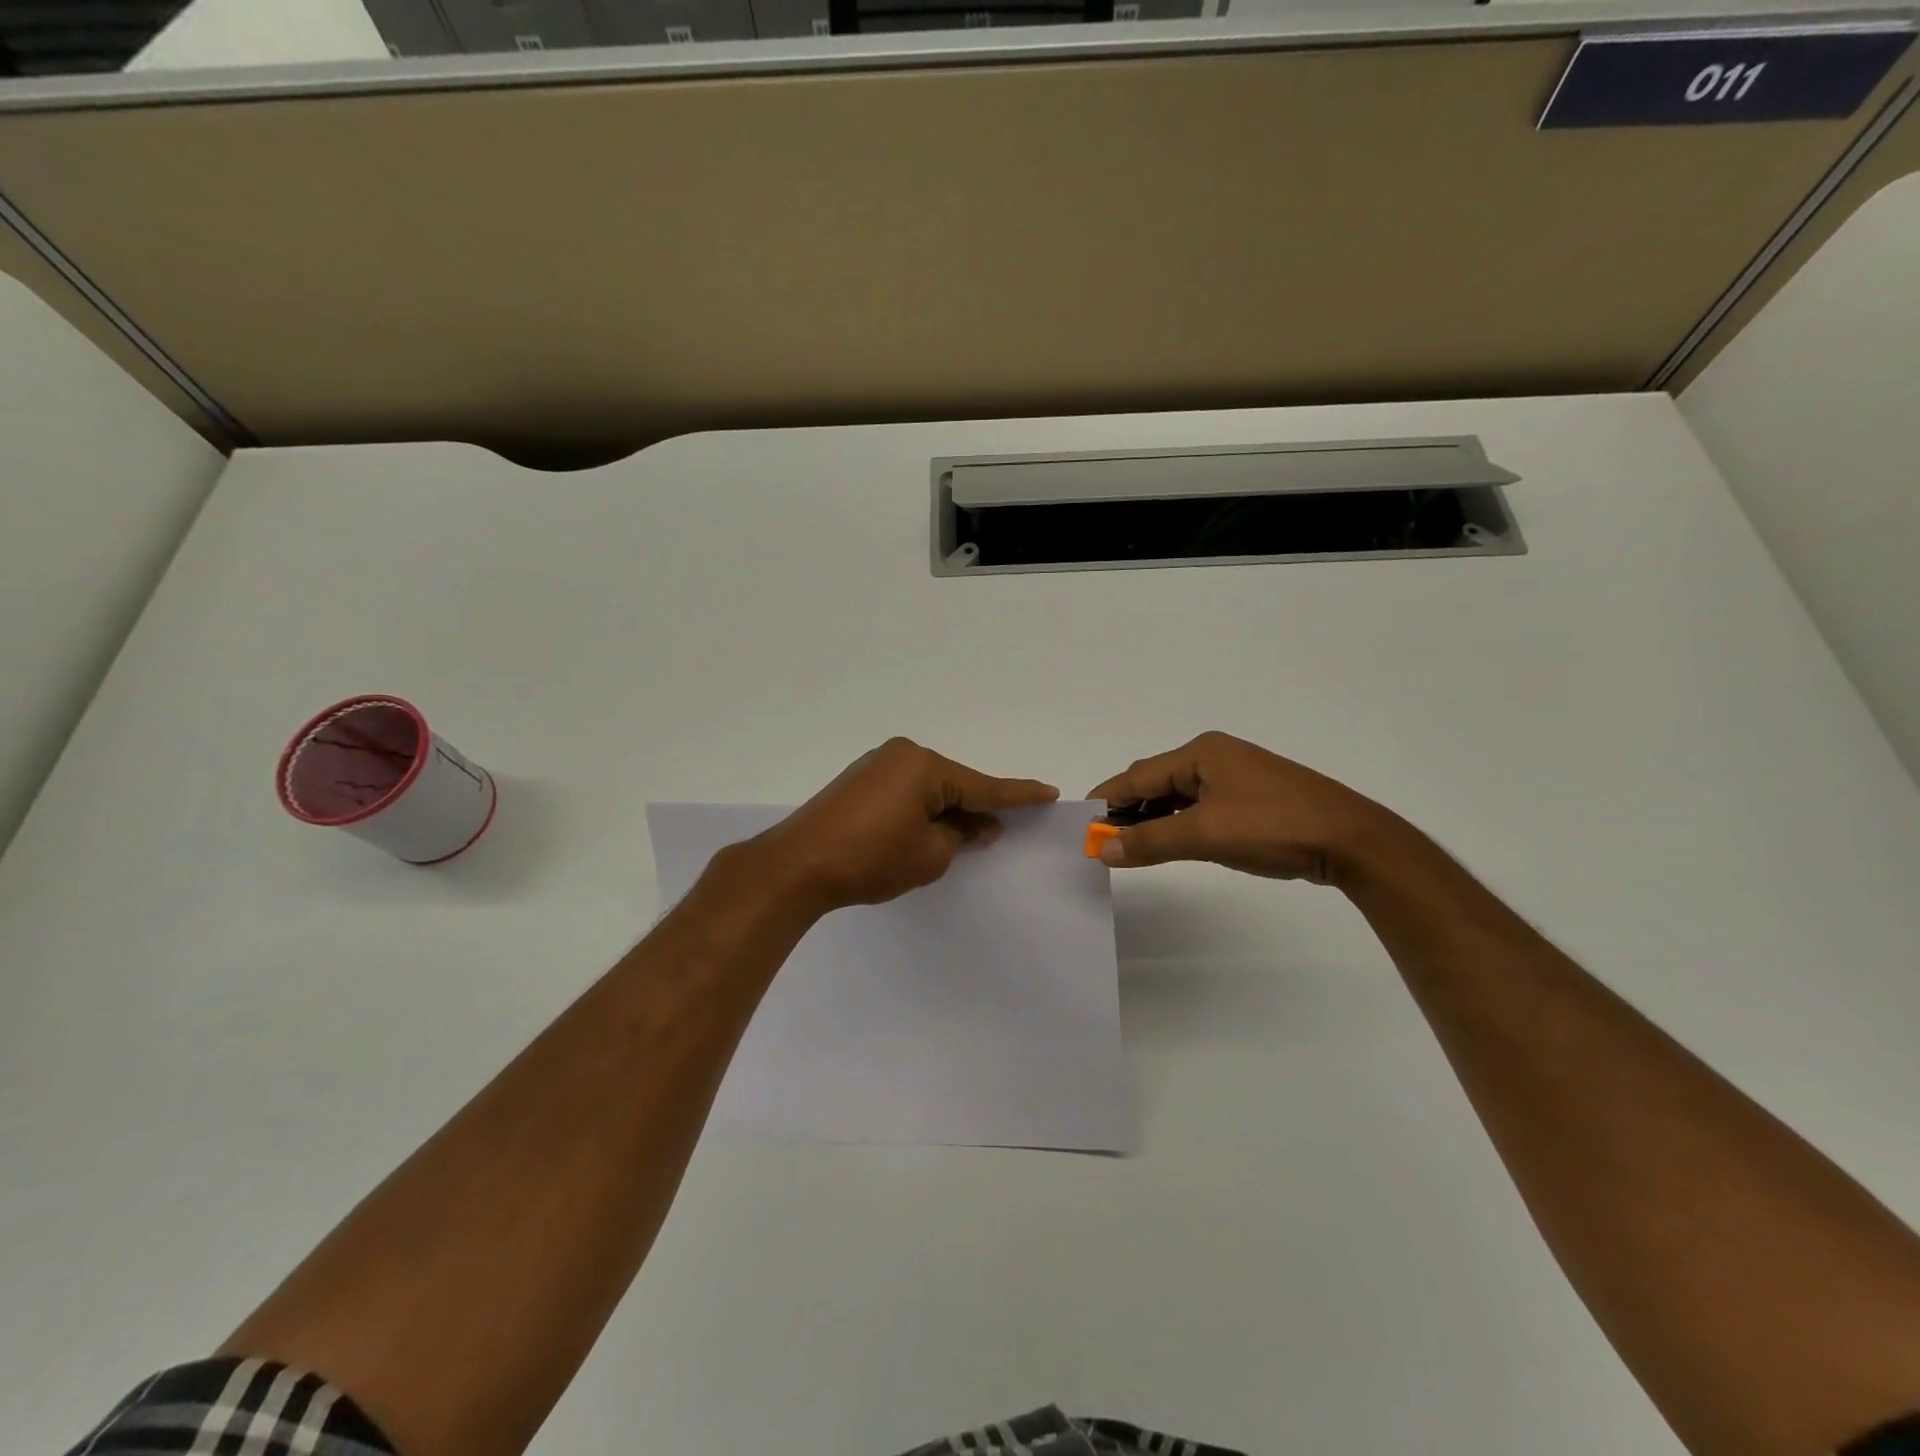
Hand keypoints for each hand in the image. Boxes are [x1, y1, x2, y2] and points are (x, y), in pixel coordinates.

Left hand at [747, 738, 1058, 912]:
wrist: (797, 865)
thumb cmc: (870, 860)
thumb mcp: (929, 855)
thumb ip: (962, 835)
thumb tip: (980, 824)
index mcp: (924, 767)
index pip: (983, 786)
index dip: (1018, 795)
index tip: (1048, 792)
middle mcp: (903, 755)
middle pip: (954, 784)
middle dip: (976, 808)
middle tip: (999, 833)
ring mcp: (877, 764)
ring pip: (929, 788)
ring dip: (946, 811)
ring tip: (962, 837)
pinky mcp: (860, 780)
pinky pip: (906, 790)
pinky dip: (922, 808)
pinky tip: (927, 828)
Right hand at [1088, 731, 1392, 883]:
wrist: (1351, 840)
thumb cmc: (1273, 827)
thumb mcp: (1205, 835)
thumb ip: (1150, 841)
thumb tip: (1104, 849)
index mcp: (1201, 753)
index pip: (1139, 775)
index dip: (1109, 800)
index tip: (1083, 824)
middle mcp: (1216, 756)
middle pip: (1157, 781)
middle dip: (1130, 810)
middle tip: (1106, 841)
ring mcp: (1238, 776)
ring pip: (1180, 796)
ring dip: (1156, 819)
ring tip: (1133, 846)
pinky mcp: (1254, 798)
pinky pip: (1202, 806)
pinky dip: (1181, 823)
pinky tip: (1174, 841)